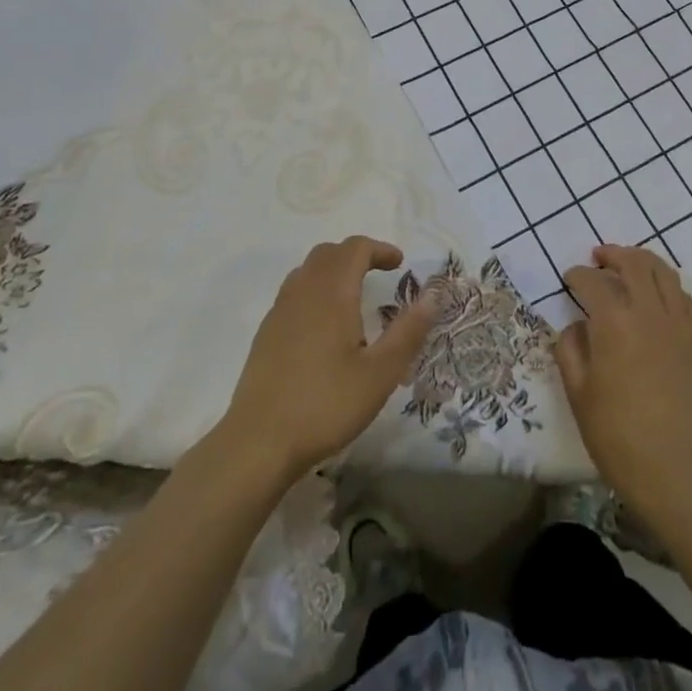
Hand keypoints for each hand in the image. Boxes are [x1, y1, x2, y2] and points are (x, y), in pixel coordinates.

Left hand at [217, 236, 437, 482]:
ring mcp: (279, 311)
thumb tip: (433, 295)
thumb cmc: (326, 405)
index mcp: (332, 293)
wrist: (258, 442)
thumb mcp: (380, 374)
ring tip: (353, 294)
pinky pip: (294, 292)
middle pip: (329, 253)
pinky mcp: (266, 332)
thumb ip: (408, 331)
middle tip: (380, 273)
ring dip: (333, 269)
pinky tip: (324, 324)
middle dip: (357, 254)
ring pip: (307, 270)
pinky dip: (315, 289)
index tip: (399, 264)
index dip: (379, 249)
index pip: (355, 249)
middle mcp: (303, 291)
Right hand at [558, 245, 691, 515]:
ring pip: (665, 273)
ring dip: (643, 262)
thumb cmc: (614, 433)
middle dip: (612, 255)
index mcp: (614, 322)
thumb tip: (577, 325)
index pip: (592, 281)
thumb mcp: (577, 390)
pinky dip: (672, 290)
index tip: (569, 280)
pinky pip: (688, 300)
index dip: (576, 275)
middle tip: (599, 258)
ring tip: (629, 267)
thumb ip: (570, 347)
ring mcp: (680, 324)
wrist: (670, 469)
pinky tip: (661, 299)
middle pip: (634, 263)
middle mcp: (649, 312)